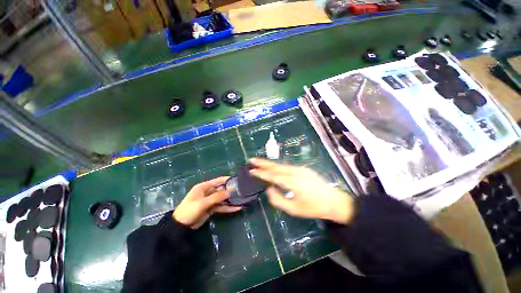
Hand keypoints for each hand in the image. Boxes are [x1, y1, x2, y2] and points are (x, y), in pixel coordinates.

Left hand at [173, 177, 241, 228]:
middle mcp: (208, 192)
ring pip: (223, 198)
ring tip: (242, 199)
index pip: (218, 180)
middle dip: (231, 190)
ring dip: (231, 200)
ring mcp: (210, 201)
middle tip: (242, 191)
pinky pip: (222, 206)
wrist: (181, 227)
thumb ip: (217, 197)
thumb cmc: (190, 210)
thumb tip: (231, 191)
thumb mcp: (203, 202)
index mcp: (204, 187)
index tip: (238, 180)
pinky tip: (237, 208)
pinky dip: (228, 207)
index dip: (227, 179)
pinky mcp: (212, 209)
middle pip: (222, 189)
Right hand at [249, 158, 354, 223]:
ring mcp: (300, 169)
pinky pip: (287, 166)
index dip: (261, 173)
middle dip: (263, 163)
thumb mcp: (294, 209)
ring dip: (269, 164)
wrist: (334, 201)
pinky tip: (273, 167)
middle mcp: (295, 172)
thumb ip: (278, 200)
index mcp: (293, 182)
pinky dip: (277, 166)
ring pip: (281, 165)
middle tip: (252, 160)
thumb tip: (269, 189)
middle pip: (276, 166)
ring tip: (259, 162)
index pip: (273, 175)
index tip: (251, 170)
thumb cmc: (314, 208)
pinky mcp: (303, 169)